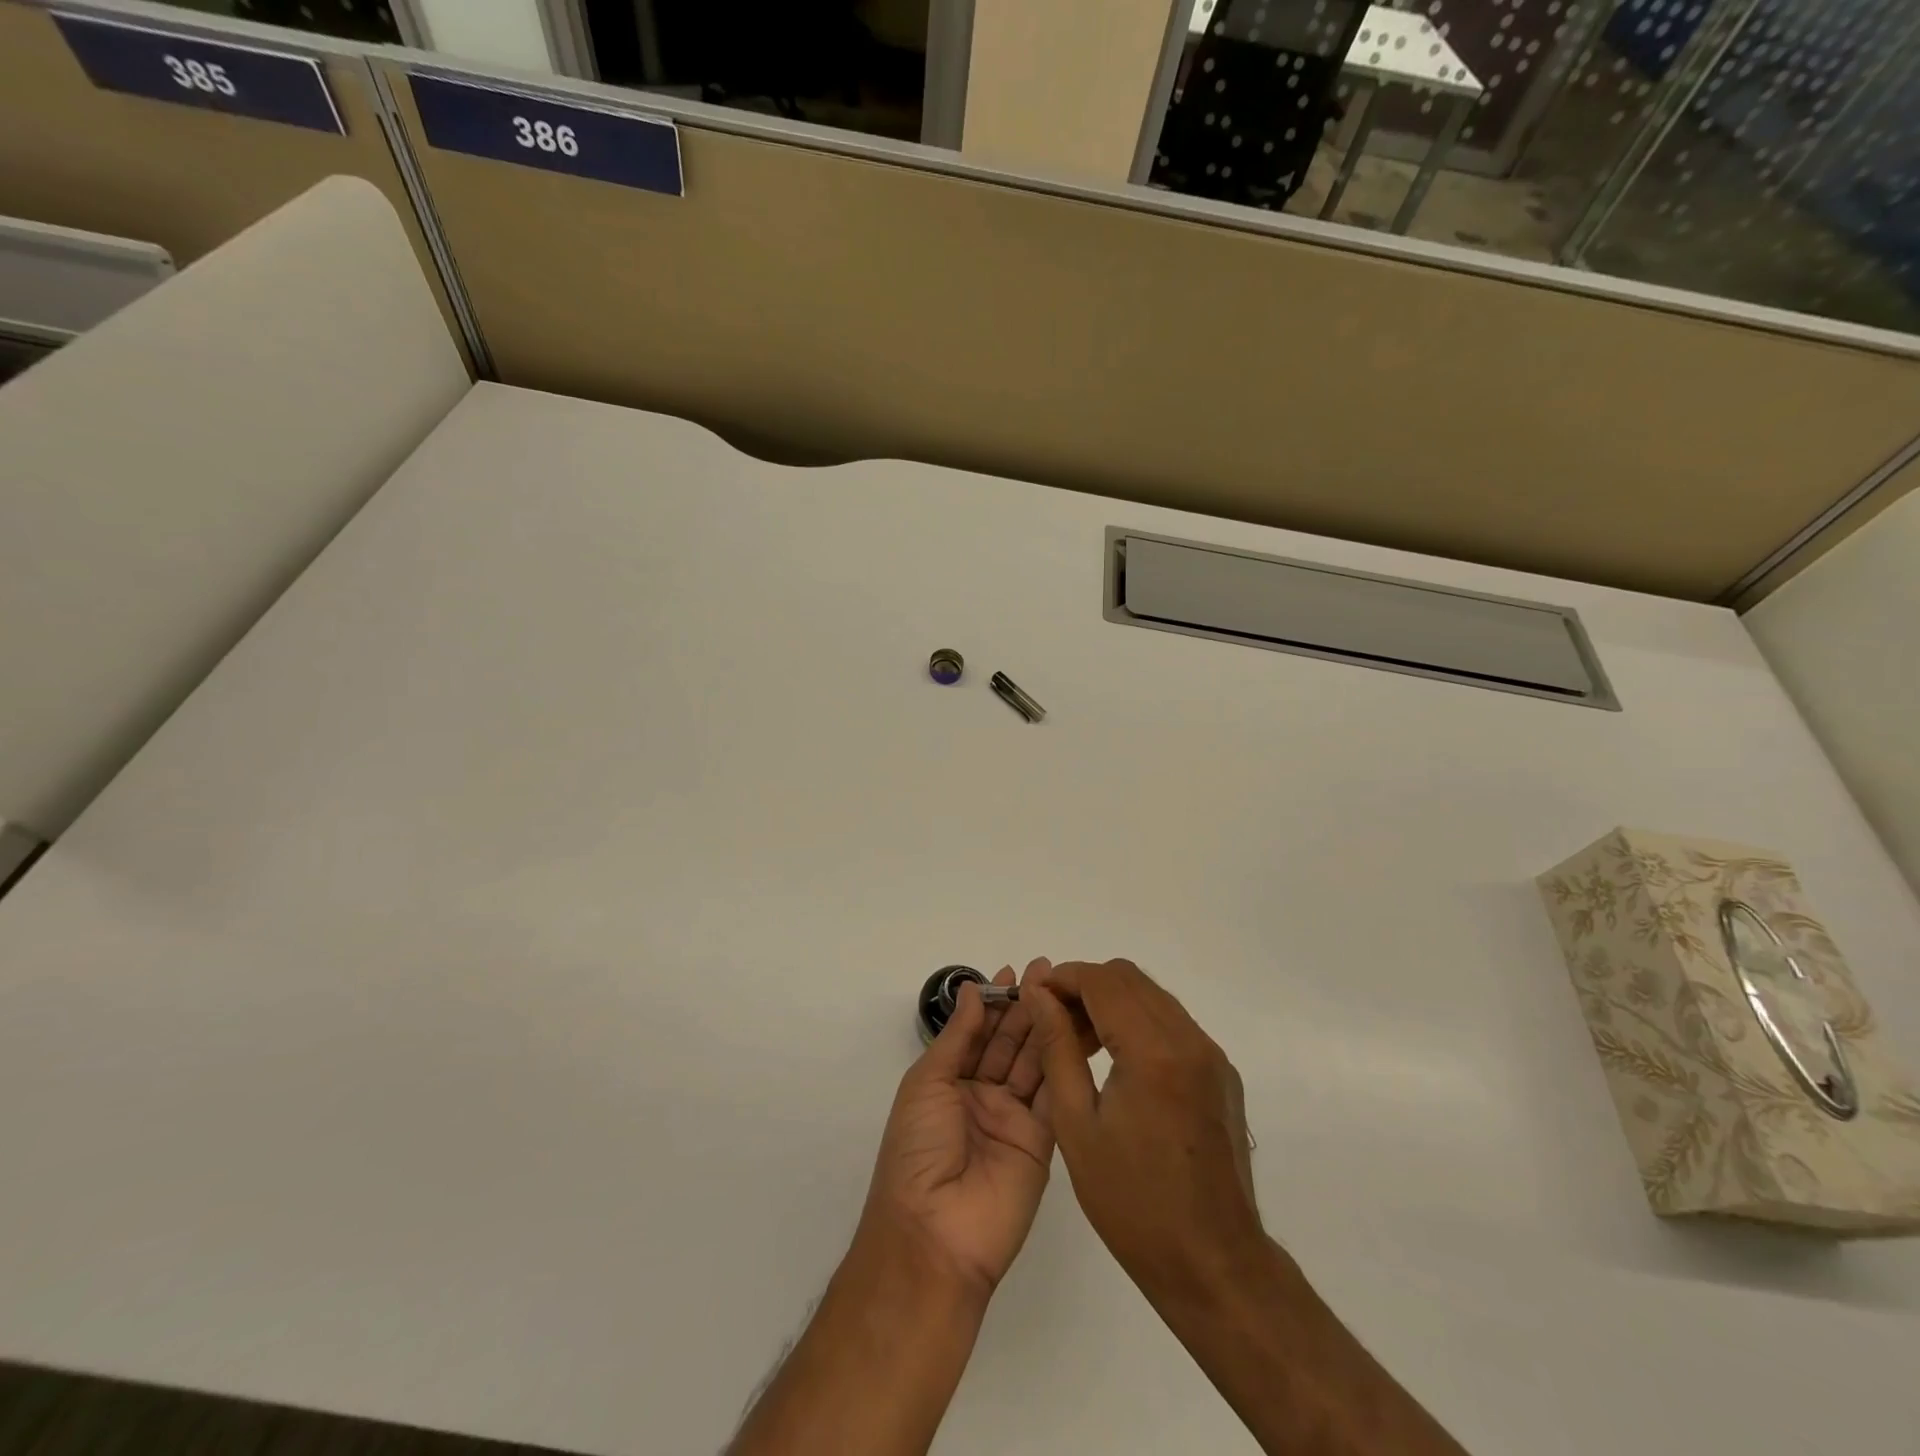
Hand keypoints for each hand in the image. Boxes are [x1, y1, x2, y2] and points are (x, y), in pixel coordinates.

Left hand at [858, 962, 1055, 1297]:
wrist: (935, 1235)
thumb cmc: (917, 1150)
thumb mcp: (927, 1084)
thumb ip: (957, 1036)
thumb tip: (972, 989)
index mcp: (950, 1083)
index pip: (978, 1032)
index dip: (995, 1002)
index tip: (1014, 971)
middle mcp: (983, 1097)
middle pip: (1009, 1043)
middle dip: (1026, 1007)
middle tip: (1048, 971)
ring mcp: (1014, 1119)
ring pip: (1034, 1062)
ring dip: (1047, 1026)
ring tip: (1065, 991)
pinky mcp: (1043, 1141)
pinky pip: (1054, 1094)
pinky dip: (1064, 1062)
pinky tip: (1074, 1030)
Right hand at [1026, 960, 1262, 1297]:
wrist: (1214, 1264)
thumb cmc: (1133, 1203)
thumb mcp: (1077, 1124)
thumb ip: (1057, 1048)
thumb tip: (1038, 995)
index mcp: (1154, 1051)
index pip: (1102, 981)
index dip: (1063, 978)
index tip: (1033, 995)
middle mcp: (1190, 1040)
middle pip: (1130, 978)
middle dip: (1085, 986)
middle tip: (1053, 1019)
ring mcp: (1212, 1056)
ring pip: (1153, 997)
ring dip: (1112, 1003)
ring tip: (1078, 1041)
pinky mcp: (1222, 1074)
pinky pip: (1173, 1024)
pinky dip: (1139, 1023)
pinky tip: (1117, 1062)